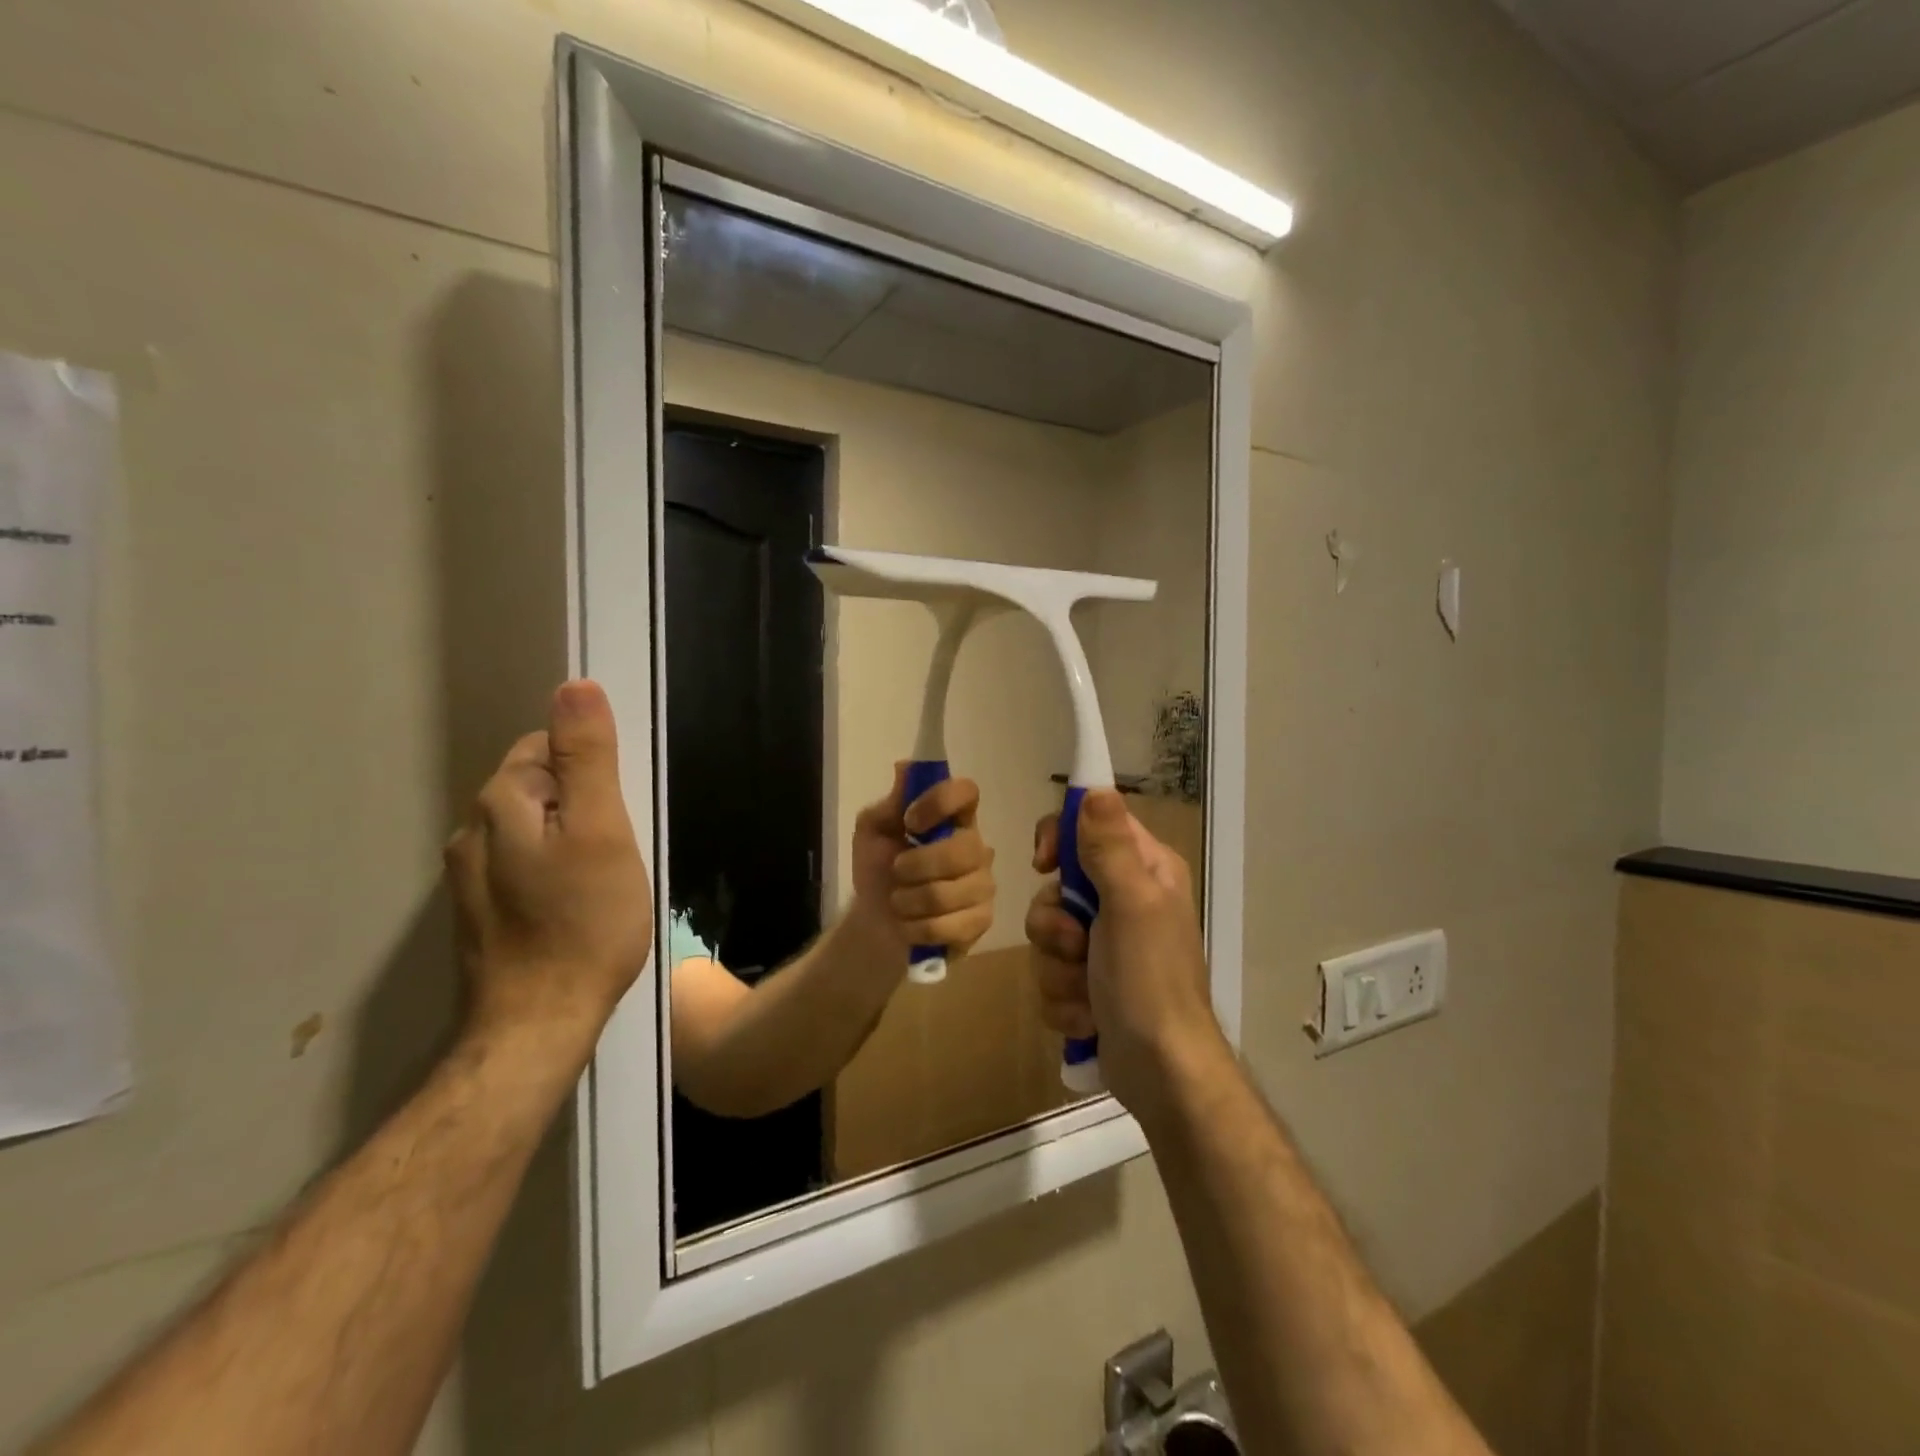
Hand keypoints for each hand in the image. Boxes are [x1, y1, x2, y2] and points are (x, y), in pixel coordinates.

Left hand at [445, 680, 651, 1057]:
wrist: (538, 1024)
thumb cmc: (583, 922)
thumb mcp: (601, 830)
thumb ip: (588, 758)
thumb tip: (575, 686)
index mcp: (501, 802)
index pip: (547, 746)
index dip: (593, 770)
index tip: (619, 810)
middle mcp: (473, 830)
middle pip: (538, 785)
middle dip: (581, 801)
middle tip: (618, 847)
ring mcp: (470, 875)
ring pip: (532, 826)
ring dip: (569, 836)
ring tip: (602, 876)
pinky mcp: (481, 911)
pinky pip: (524, 863)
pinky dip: (554, 868)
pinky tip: (576, 902)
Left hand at [850, 764, 995, 958]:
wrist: (874, 924)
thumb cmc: (877, 869)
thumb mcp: (872, 831)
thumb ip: (890, 802)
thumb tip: (905, 766)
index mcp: (954, 818)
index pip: (967, 792)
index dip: (939, 803)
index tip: (910, 821)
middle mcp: (977, 847)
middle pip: (962, 850)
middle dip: (916, 866)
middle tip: (896, 871)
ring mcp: (983, 885)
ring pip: (949, 893)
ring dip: (909, 901)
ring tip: (899, 902)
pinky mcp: (981, 921)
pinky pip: (950, 926)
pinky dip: (917, 928)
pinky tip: (911, 925)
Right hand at [1026, 790, 1224, 1117]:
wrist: (1161, 1073)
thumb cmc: (1150, 981)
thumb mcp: (1131, 905)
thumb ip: (1109, 846)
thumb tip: (1095, 787)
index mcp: (1144, 870)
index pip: (1090, 825)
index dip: (1060, 838)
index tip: (1044, 863)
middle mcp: (1125, 900)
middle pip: (1057, 886)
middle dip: (1055, 924)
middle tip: (1077, 946)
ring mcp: (1105, 945)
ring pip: (1047, 935)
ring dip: (1058, 969)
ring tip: (1087, 993)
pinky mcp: (1088, 984)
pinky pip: (1050, 974)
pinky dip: (1063, 998)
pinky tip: (1088, 1017)